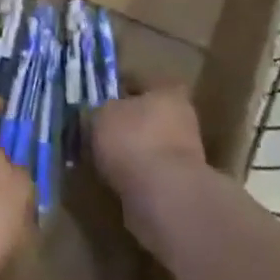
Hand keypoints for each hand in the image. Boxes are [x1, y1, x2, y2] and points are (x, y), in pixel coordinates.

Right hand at [89, 86, 207, 254]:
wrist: (164, 199)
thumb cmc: (133, 141)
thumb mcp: (101, 115)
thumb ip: (98, 111)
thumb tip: (96, 116)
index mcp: (167, 92)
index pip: (137, 81)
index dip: (115, 88)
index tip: (95, 99)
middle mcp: (182, 119)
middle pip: (146, 115)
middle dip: (124, 124)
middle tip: (96, 131)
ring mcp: (184, 156)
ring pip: (148, 146)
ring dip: (129, 153)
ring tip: (100, 159)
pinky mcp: (179, 186)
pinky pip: (149, 174)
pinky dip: (133, 176)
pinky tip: (113, 181)